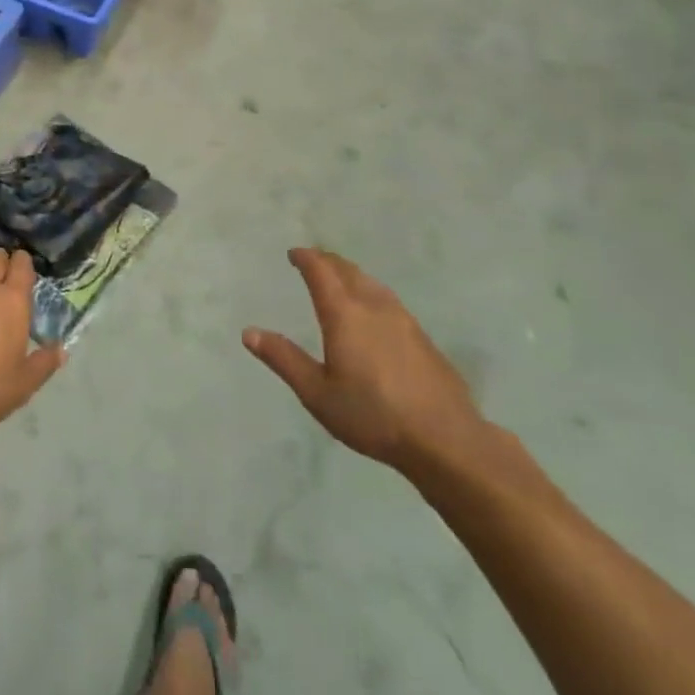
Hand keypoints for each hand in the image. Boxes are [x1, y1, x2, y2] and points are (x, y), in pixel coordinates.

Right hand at [243, 249, 486, 474]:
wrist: (446, 440)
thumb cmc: (373, 415)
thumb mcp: (317, 394)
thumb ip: (284, 359)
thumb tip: (249, 332)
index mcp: (344, 314)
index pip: (321, 272)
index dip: (306, 258)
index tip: (294, 253)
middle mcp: (374, 307)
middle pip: (348, 270)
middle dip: (328, 261)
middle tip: (312, 260)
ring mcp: (404, 320)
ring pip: (372, 283)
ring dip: (351, 274)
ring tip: (340, 279)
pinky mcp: (423, 338)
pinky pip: (389, 301)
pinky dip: (371, 293)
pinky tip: (373, 313)